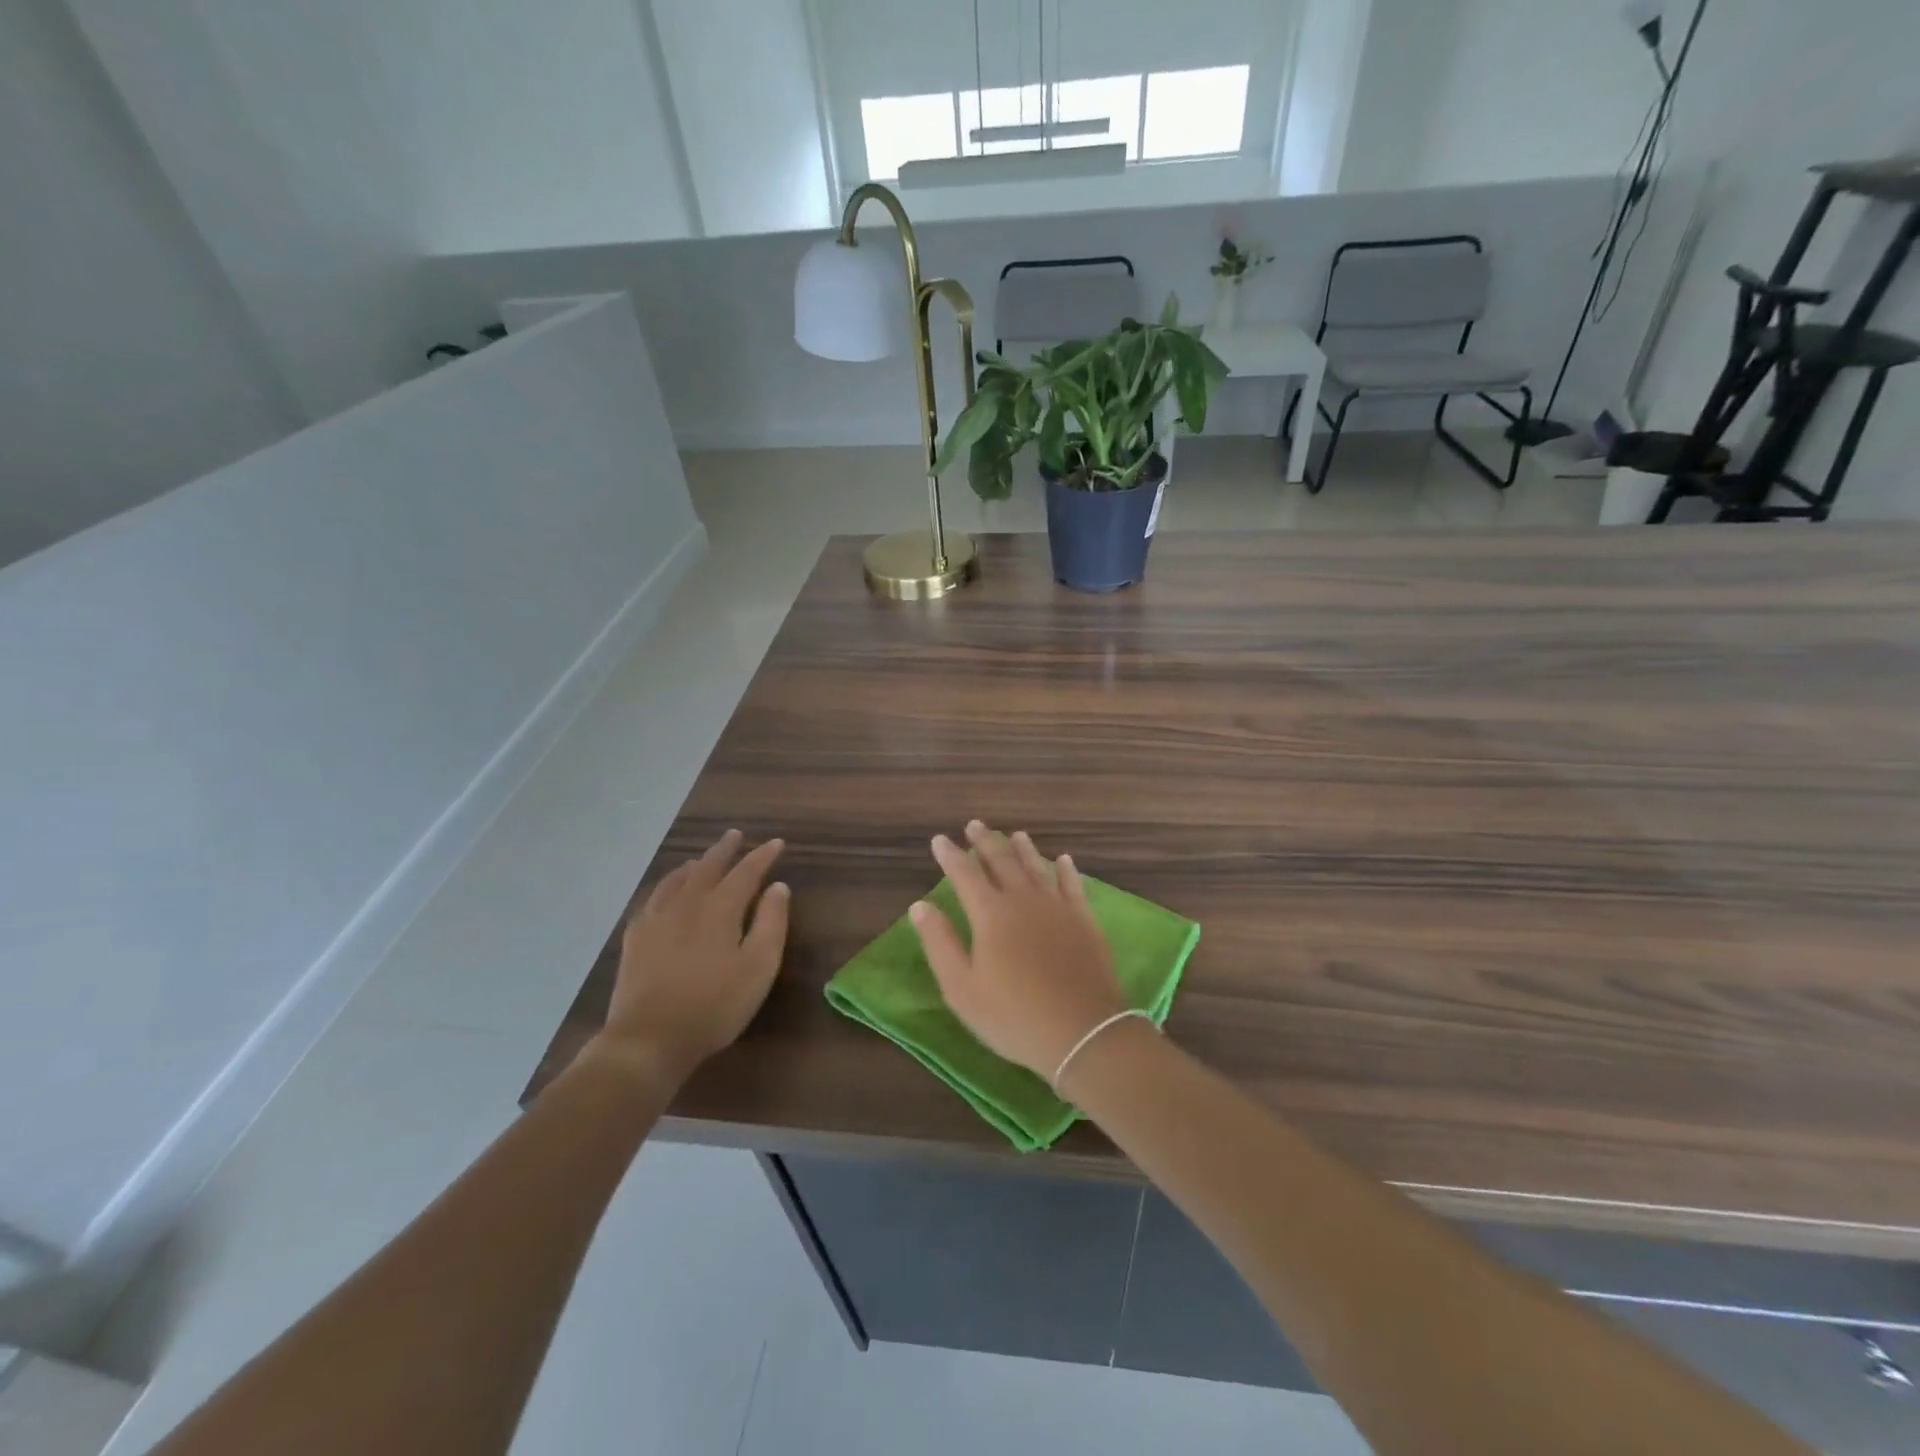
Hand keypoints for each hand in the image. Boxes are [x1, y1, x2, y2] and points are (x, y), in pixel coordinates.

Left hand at [596, 830, 788, 1085]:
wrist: (648, 1038)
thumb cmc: (714, 1005)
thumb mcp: (758, 967)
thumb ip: (771, 923)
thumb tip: (778, 887)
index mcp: (720, 908)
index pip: (746, 872)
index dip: (762, 856)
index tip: (777, 843)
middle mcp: (687, 903)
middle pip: (708, 866)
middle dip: (725, 849)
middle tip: (735, 835)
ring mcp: (656, 918)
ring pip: (677, 879)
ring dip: (694, 864)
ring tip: (701, 860)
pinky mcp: (635, 937)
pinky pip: (653, 897)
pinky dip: (666, 885)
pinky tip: (666, 893)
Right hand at [910, 820, 1126, 1081]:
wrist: (1083, 1031)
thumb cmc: (1013, 1015)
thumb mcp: (962, 988)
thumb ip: (940, 943)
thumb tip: (920, 905)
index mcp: (990, 913)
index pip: (964, 873)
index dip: (950, 855)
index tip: (939, 839)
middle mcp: (1023, 899)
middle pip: (1001, 861)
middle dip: (985, 841)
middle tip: (974, 825)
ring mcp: (1057, 906)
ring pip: (1036, 867)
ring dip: (1023, 849)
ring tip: (1014, 834)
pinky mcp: (1084, 919)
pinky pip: (1072, 884)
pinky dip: (1065, 869)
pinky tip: (1063, 859)